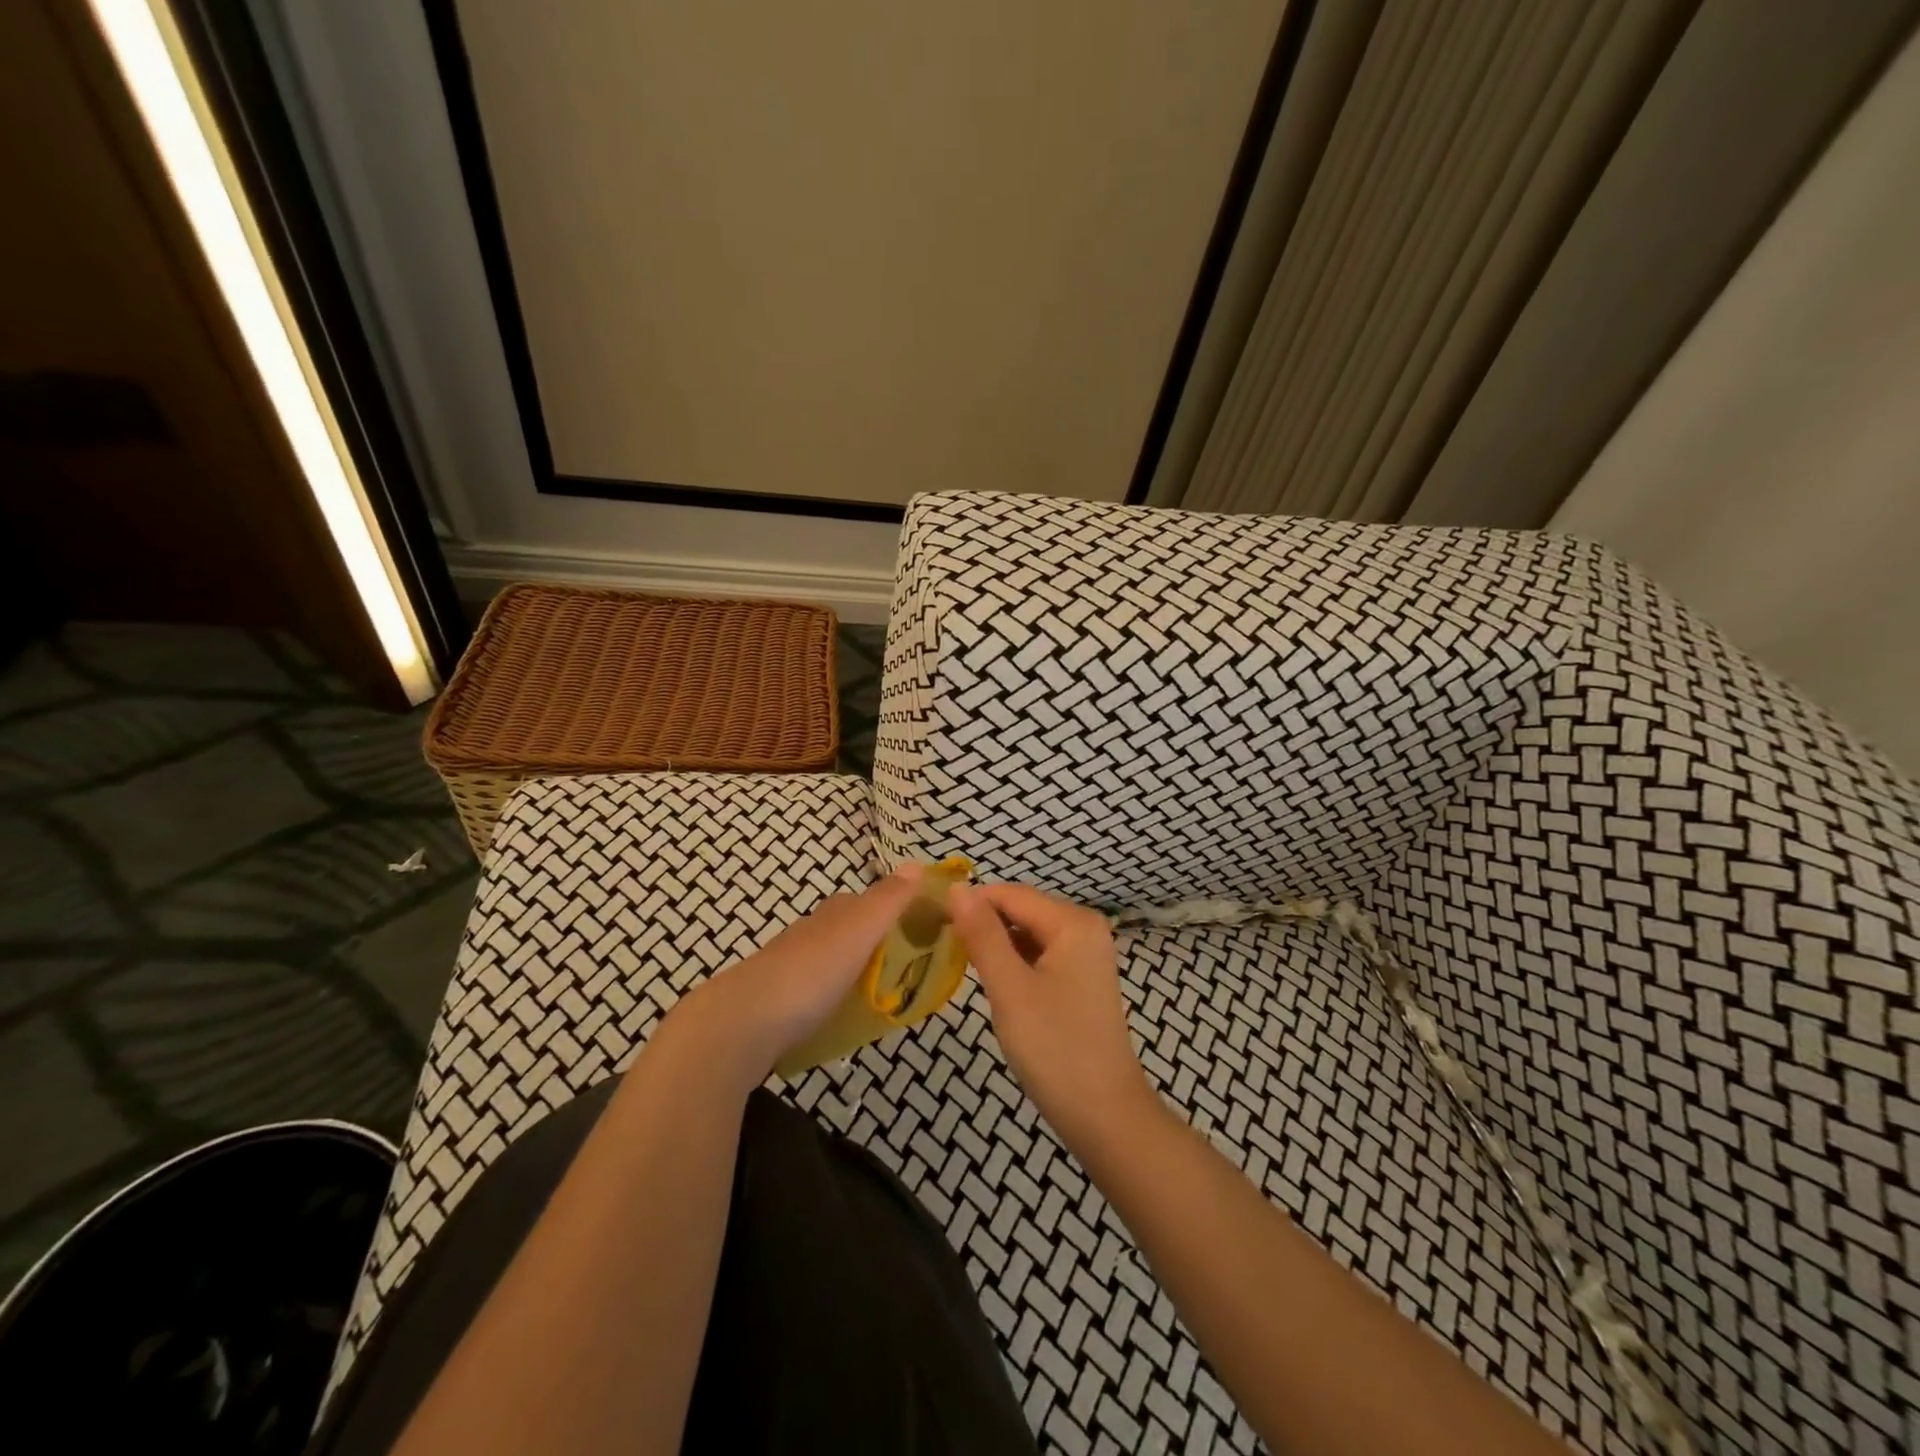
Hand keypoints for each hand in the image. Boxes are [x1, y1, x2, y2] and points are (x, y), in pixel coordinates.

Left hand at [667, 865, 921, 1087]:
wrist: (744, 1022)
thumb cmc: (811, 972)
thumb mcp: (860, 930)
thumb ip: (889, 900)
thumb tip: (917, 863)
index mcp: (832, 914)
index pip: (866, 901)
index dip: (892, 910)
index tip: (919, 930)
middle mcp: (809, 932)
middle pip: (846, 930)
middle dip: (873, 942)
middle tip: (904, 969)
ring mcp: (788, 967)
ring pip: (828, 960)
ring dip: (850, 970)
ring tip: (877, 996)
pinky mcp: (775, 1001)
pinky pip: (812, 991)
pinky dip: (829, 996)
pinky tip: (838, 1014)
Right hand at [949, 882, 1155, 1154]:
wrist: (1104, 1115)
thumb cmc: (1055, 1048)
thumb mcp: (1010, 988)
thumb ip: (982, 934)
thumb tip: (957, 887)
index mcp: (1072, 921)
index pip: (1009, 894)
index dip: (969, 904)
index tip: (930, 923)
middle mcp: (1084, 927)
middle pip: (1020, 910)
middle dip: (982, 924)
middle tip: (943, 949)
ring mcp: (1085, 953)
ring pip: (1026, 932)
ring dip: (995, 944)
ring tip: (961, 965)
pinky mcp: (1080, 978)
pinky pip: (1038, 954)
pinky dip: (1013, 962)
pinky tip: (994, 983)